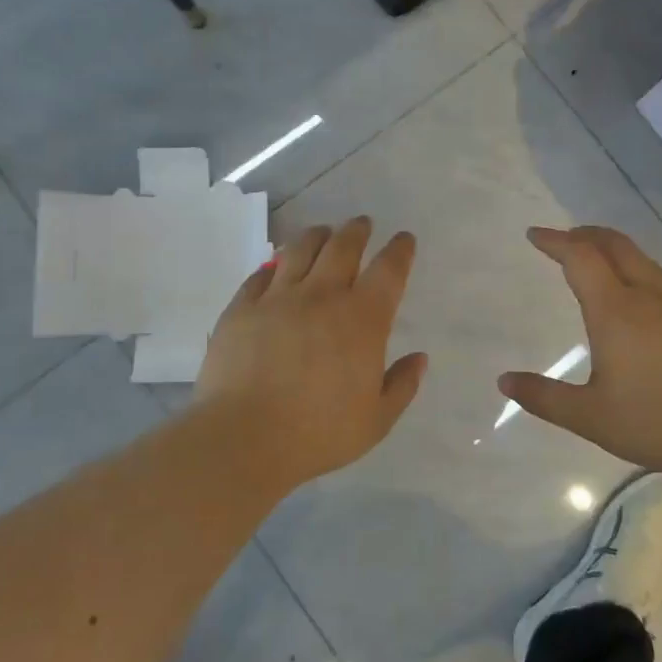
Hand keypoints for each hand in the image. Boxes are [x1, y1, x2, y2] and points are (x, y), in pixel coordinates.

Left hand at [196, 217, 426, 491]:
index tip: (403, 239)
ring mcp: (278, 297)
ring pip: (301, 249)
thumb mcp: (376, 420)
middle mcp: (322, 296)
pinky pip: (260, 275)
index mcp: (362, 319)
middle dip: (357, 230)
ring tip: (322, 232)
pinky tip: (276, 266)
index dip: (399, 250)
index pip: (388, 270)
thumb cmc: (318, 433)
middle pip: (343, 246)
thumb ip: (402, 385)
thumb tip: (419, 358)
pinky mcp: (241, 307)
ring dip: (317, 235)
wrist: (244, 437)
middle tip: (361, 223)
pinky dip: (273, 265)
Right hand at [498, 226, 661, 482]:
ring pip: (642, 259)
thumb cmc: (656, 423)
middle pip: (615, 245)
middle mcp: (648, 297)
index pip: (581, 257)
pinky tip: (634, 296)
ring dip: (612, 248)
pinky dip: (634, 269)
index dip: (556, 241)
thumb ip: (544, 398)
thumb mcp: (590, 417)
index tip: (535, 235)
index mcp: (616, 311)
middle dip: (585, 234)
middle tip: (562, 238)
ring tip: (594, 258)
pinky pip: (659, 279)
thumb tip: (504, 381)